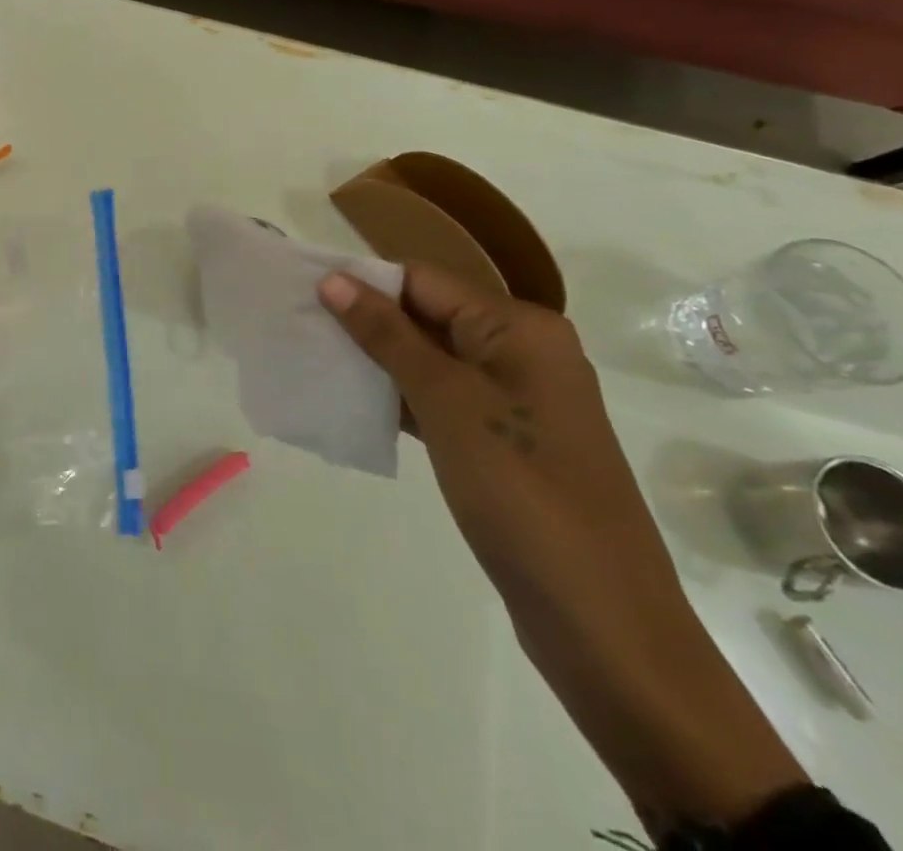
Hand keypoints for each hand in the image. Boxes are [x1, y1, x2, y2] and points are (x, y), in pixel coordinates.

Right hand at [318, 265, 803, 828]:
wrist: (603, 624)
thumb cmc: (522, 494)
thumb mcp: (447, 401)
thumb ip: (388, 335)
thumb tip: (334, 279)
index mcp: (520, 328)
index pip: (423, 279)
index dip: (362, 283)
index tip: (302, 294)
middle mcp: (522, 352)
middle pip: (427, 314)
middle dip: (364, 320)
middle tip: (299, 327)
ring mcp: (515, 400)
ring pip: (429, 358)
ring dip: (376, 359)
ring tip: (313, 359)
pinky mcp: (503, 441)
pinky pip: (441, 398)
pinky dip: (399, 397)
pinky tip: (351, 402)